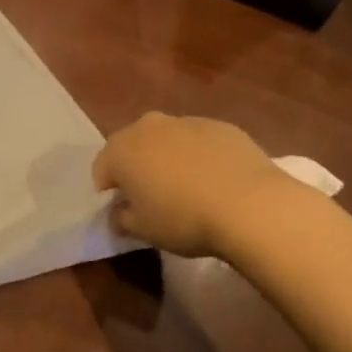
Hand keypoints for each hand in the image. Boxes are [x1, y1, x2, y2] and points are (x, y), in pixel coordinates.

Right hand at [92, 112, 293, 258]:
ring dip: (169, 158)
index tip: (124, 210)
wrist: (250, 205)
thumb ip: (122, 219)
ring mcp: (186, 121)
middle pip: (133, 146)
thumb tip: (118, 213)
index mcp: (120, 149)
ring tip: (188, 188)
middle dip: (137, 167)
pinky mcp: (221, 126)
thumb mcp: (143, 230)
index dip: (109, 190)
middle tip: (153, 196)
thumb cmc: (183, 219)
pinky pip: (200, 141)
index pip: (101, 169)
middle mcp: (148, 126)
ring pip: (167, 140)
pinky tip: (216, 181)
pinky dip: (201, 156)